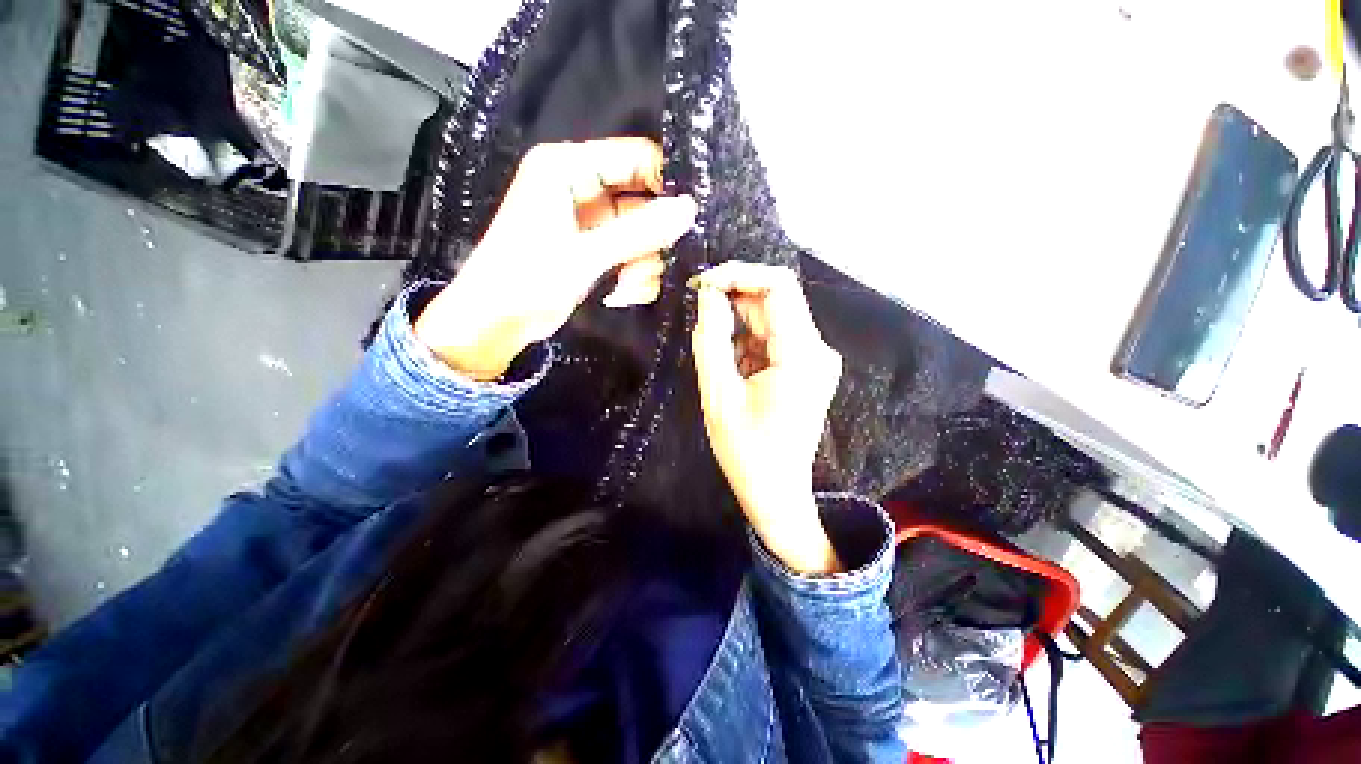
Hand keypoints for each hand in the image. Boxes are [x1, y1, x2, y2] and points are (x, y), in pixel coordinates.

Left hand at [415, 138, 696, 379]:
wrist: (497, 323)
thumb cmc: (527, 278)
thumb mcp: (585, 254)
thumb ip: (639, 231)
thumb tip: (689, 209)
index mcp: (568, 168)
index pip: (634, 158)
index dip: (663, 185)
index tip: (685, 218)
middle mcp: (583, 188)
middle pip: (643, 200)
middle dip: (651, 238)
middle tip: (652, 261)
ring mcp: (593, 223)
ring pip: (643, 234)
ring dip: (643, 264)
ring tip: (628, 285)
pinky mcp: (597, 251)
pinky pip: (633, 255)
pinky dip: (635, 277)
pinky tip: (622, 293)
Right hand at [691, 262, 843, 574]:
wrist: (776, 491)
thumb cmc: (747, 452)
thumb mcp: (719, 395)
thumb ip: (712, 340)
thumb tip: (708, 295)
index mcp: (801, 355)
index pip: (778, 285)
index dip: (739, 273)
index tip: (703, 284)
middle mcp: (816, 350)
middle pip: (774, 300)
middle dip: (733, 302)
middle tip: (700, 322)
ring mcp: (814, 358)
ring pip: (770, 318)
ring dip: (738, 327)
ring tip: (719, 362)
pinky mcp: (805, 366)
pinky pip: (772, 338)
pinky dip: (747, 343)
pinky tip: (733, 371)